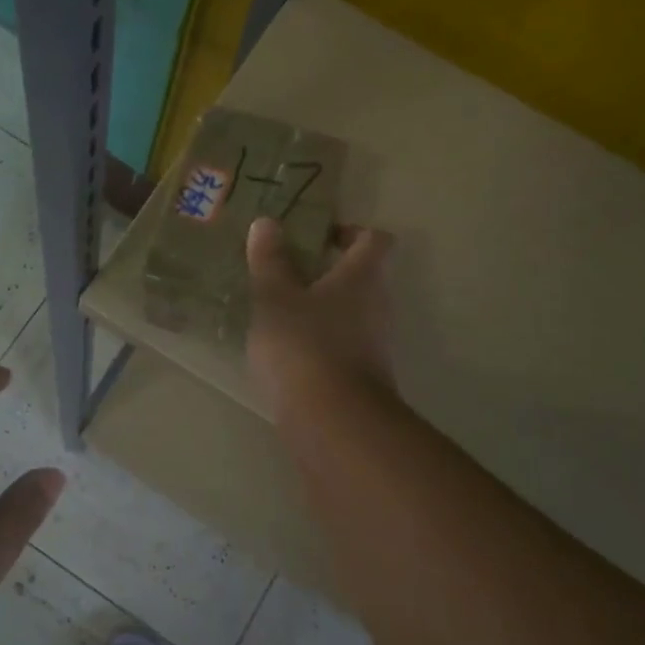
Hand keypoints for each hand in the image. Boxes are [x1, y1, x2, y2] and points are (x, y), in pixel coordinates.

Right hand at [246, 217, 396, 417]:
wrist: (332, 421)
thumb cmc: (303, 345)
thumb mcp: (275, 298)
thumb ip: (270, 261)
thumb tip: (267, 222)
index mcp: (363, 277)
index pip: (375, 240)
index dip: (351, 232)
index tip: (318, 237)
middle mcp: (378, 306)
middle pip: (362, 278)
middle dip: (327, 273)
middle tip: (286, 274)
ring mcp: (374, 345)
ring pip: (350, 314)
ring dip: (321, 310)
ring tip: (278, 313)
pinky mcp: (362, 379)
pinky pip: (342, 347)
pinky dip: (319, 343)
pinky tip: (285, 352)